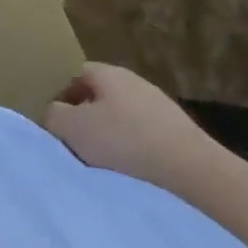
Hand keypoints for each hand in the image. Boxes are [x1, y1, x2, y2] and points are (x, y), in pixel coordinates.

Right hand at [43, 63, 221, 191]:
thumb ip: (54, 116)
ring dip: (113, 139)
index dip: (61, 98)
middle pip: (100, 97)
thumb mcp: (73, 129)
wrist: (194, 173)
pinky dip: (136, 154)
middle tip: (78, 148)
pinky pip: (147, 138)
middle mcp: (134, 81)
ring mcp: (161, 106)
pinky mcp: (180, 134)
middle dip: (87, 120)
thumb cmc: (125, 143)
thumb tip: (54, 115)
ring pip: (124, 118)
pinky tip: (135, 175)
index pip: (74, 75)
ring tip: (106, 168)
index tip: (56, 127)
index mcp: (107, 72)